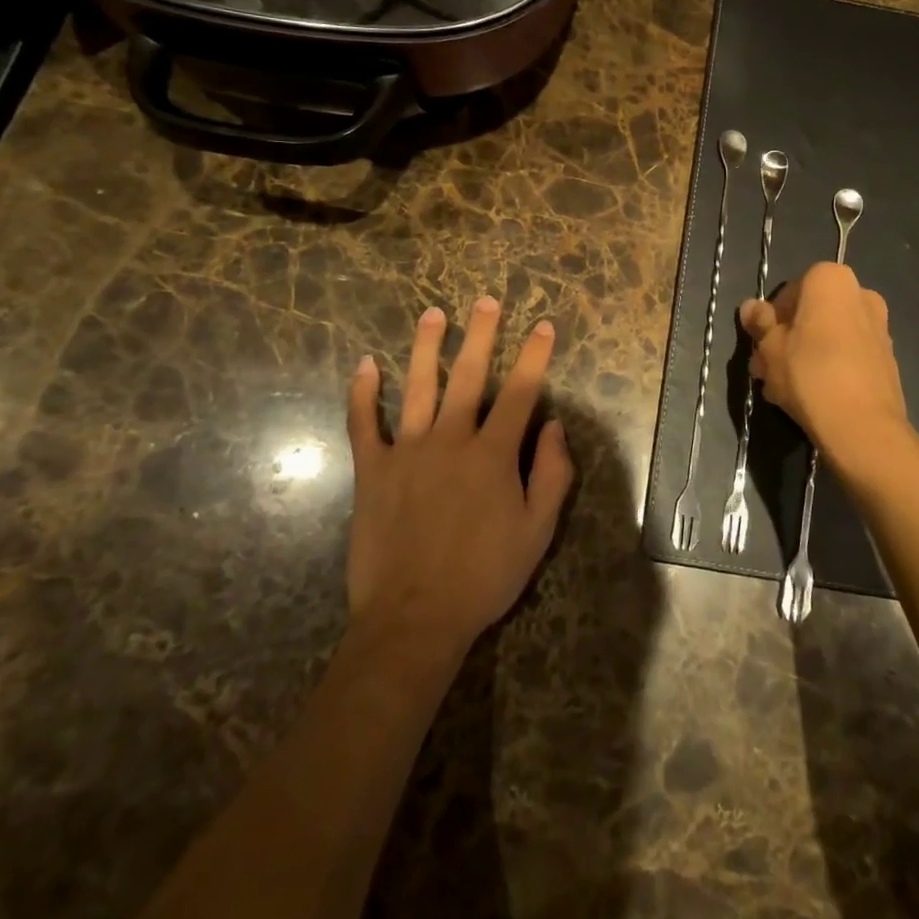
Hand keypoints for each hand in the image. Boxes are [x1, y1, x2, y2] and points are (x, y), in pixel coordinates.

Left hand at [345, 296, 573, 658]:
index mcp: (493, 454)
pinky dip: (362, 394)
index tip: (543, 326)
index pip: (520, 392)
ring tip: (432, 314)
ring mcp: (407, 451)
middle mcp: (451, 439)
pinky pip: (364, 424)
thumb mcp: (538, 531)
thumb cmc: (484, 575)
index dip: (534, 356)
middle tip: (485, 301)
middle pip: (469, 376)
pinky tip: (364, 365)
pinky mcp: (373, 470)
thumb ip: (553, 474)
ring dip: (426, 348)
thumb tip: (556, 426)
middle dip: (480, 335)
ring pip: (417, 387)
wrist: (415, 617)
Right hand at [740, 263, 918, 496]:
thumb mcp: (770, 348)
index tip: (760, 343)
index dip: (771, 317)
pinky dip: (828, 367)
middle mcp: (861, 294)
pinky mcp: (887, 359)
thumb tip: (750, 306)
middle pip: (812, 314)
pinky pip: (848, 355)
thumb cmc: (809, 373)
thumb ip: (760, 323)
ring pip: (829, 336)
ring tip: (781, 389)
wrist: (863, 427)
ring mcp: (879, 327)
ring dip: (805, 355)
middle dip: (787, 338)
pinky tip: (809, 396)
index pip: (791, 290)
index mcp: (831, 280)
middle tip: (766, 368)